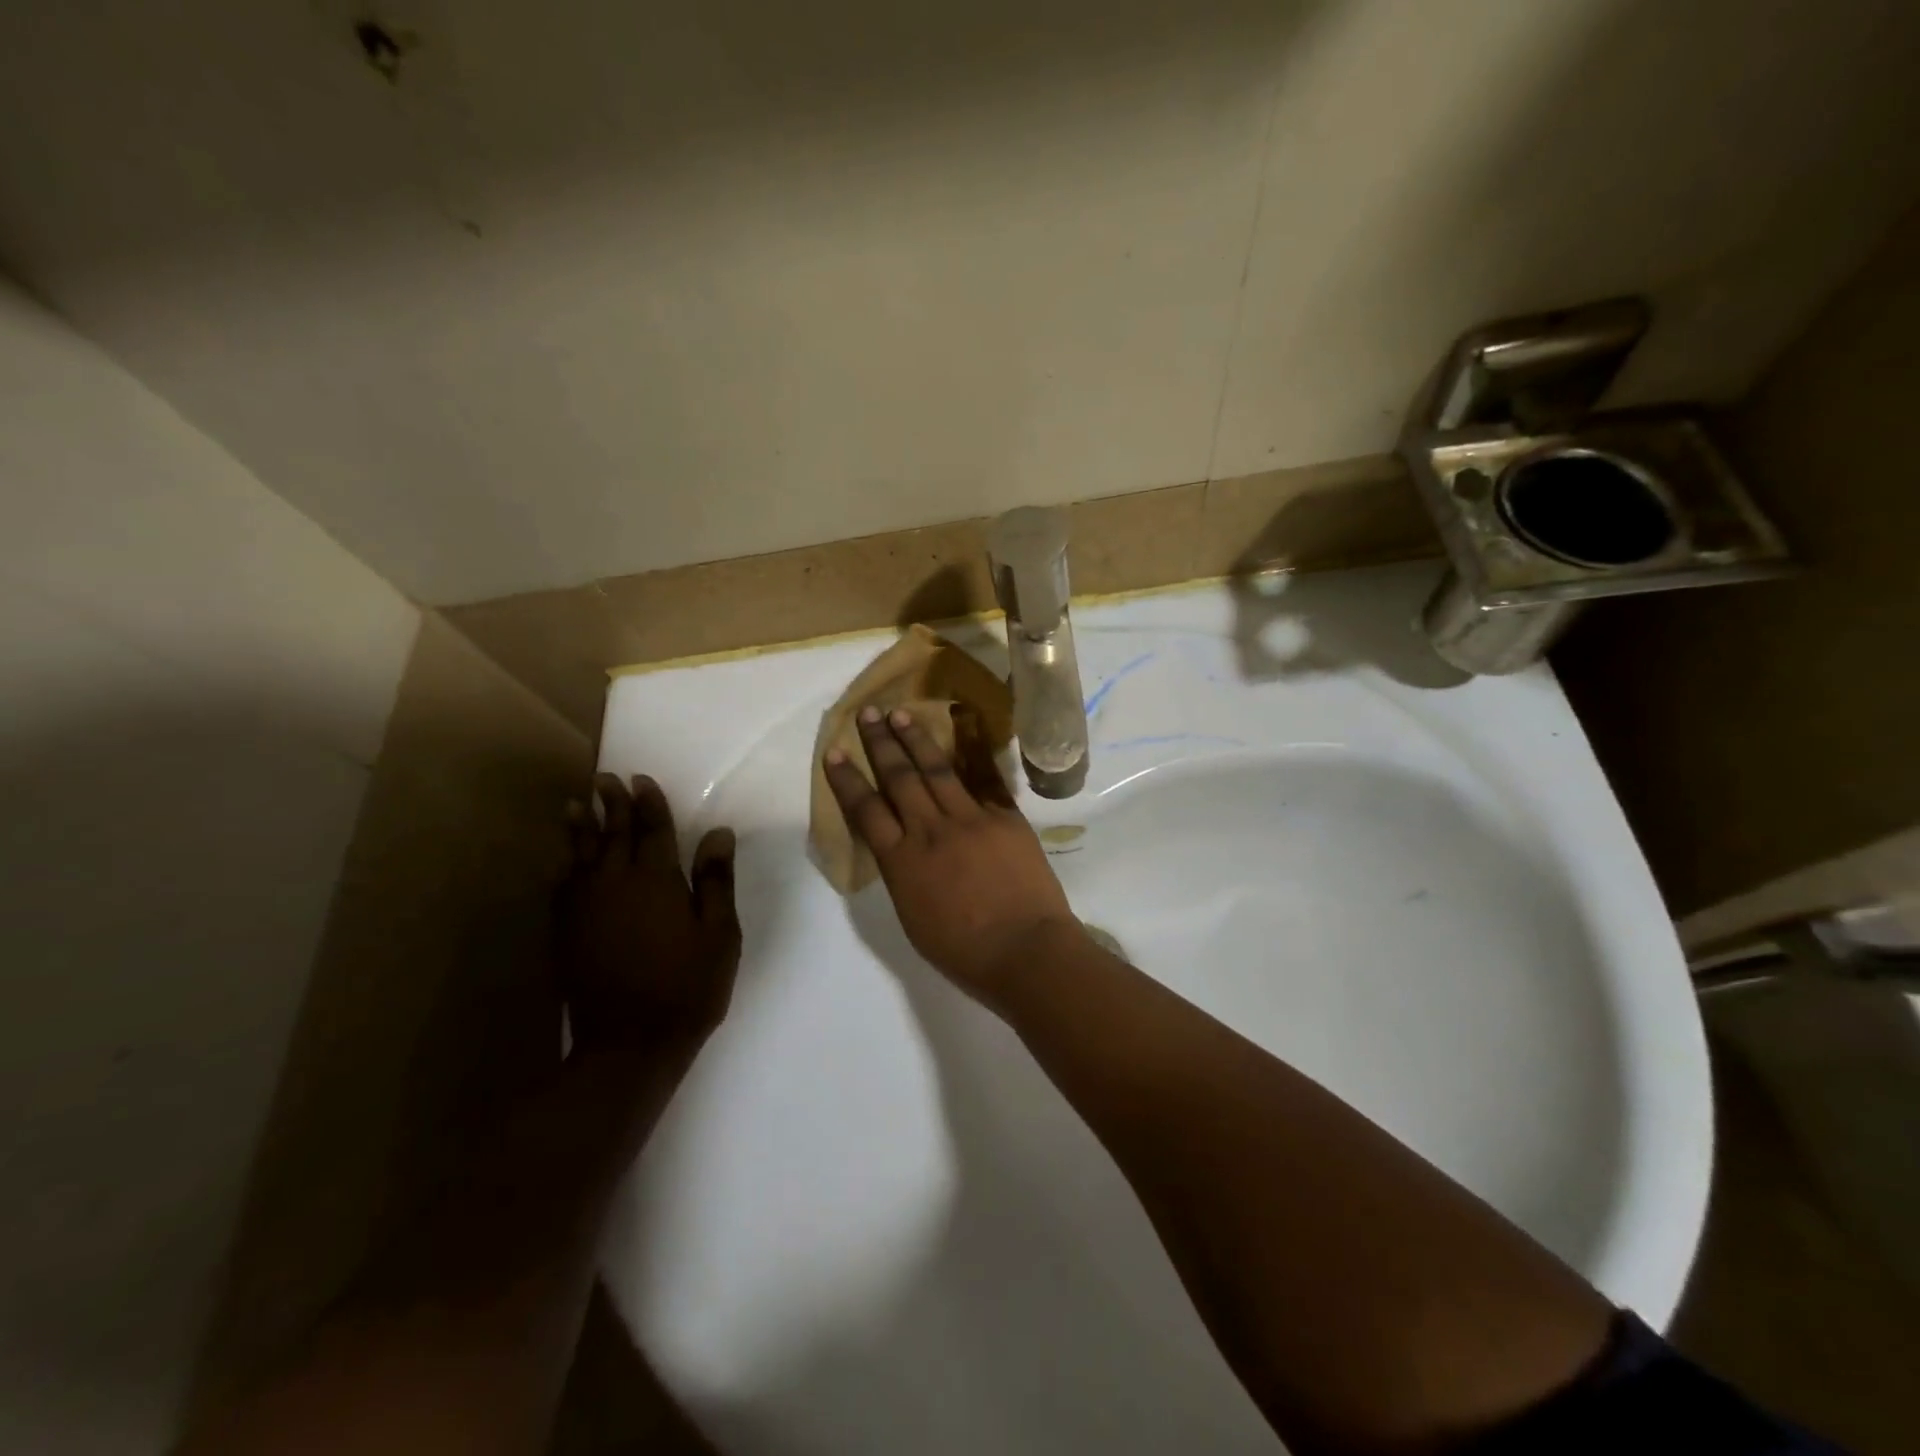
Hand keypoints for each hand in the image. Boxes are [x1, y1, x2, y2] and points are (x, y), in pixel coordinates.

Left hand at [557, 774, 740, 1067]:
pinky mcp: (566, 931)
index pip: (653, 829)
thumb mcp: (719, 933)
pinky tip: (564, 858)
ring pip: (581, 855)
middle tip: (606, 778)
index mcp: (657, 880)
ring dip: (581, 827)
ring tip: (576, 804)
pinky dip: (564, 864)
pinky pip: (563, 885)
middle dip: (613, 804)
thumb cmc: (687, 985)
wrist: (630, 1043)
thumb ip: (715, 880)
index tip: (641, 778)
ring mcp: (585, 907)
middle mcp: (615, 883)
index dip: (649, 802)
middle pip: (614, 834)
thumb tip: (718, 833)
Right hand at [823, 705, 1082, 1001]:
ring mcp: (970, 818)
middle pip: (899, 778)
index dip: (847, 779)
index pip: (866, 810)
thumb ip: (904, 875)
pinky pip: (983, 779)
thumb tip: (902, 849)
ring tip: (901, 713)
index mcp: (902, 862)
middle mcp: (931, 830)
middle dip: (880, 743)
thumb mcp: (913, 916)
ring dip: (916, 739)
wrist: (1025, 950)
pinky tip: (961, 731)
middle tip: (868, 713)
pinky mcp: (1005, 817)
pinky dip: (970, 753)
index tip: (835, 751)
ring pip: (936, 769)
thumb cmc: (964, 951)